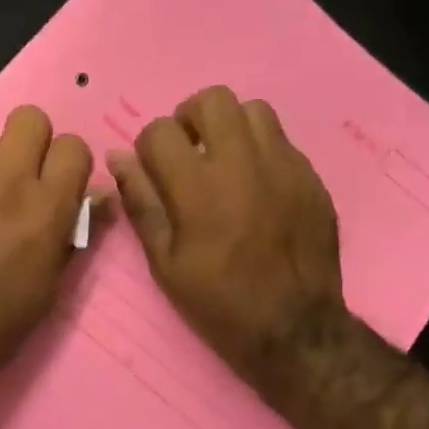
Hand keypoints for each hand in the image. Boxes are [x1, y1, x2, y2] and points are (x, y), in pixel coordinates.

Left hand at [0, 106, 92, 385]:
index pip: (73, 146)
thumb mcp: (49, 285)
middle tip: (13, 176)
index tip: (55, 181)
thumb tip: (99, 197)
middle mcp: (5, 178)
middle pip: (28, 118)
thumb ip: (74, 232)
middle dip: (26, 141)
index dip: (65, 162)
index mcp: (47, 205)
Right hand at [107, 85, 349, 390]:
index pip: (160, 130)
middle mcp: (242, 163)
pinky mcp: (311, 177)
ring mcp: (284, 166)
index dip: (149, 146)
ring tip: (225, 161)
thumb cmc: (219, 302)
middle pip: (212, 99)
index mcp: (198, 187)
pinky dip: (261, 150)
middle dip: (190, 118)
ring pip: (253, 110)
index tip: (155, 170)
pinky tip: (257, 186)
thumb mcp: (165, 262)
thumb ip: (141, 202)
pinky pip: (282, 141)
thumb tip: (118, 157)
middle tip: (189, 152)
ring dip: (230, 127)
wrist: (295, 329)